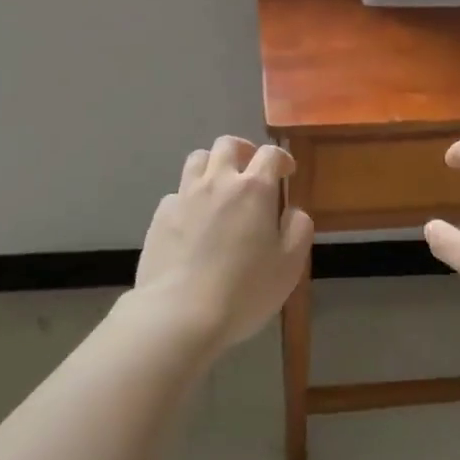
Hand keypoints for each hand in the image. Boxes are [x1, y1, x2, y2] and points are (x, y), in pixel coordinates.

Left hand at [134, 135, 312, 351]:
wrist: (180, 314)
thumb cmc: (244, 290)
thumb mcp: (289, 265)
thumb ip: (298, 230)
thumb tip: (292, 212)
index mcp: (254, 189)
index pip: (270, 154)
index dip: (281, 158)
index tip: (286, 172)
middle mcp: (218, 182)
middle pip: (227, 145)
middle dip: (243, 150)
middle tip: (250, 169)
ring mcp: (185, 196)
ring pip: (197, 159)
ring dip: (212, 165)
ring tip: (218, 186)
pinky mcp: (160, 216)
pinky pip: (176, 193)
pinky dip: (188, 198)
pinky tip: (192, 220)